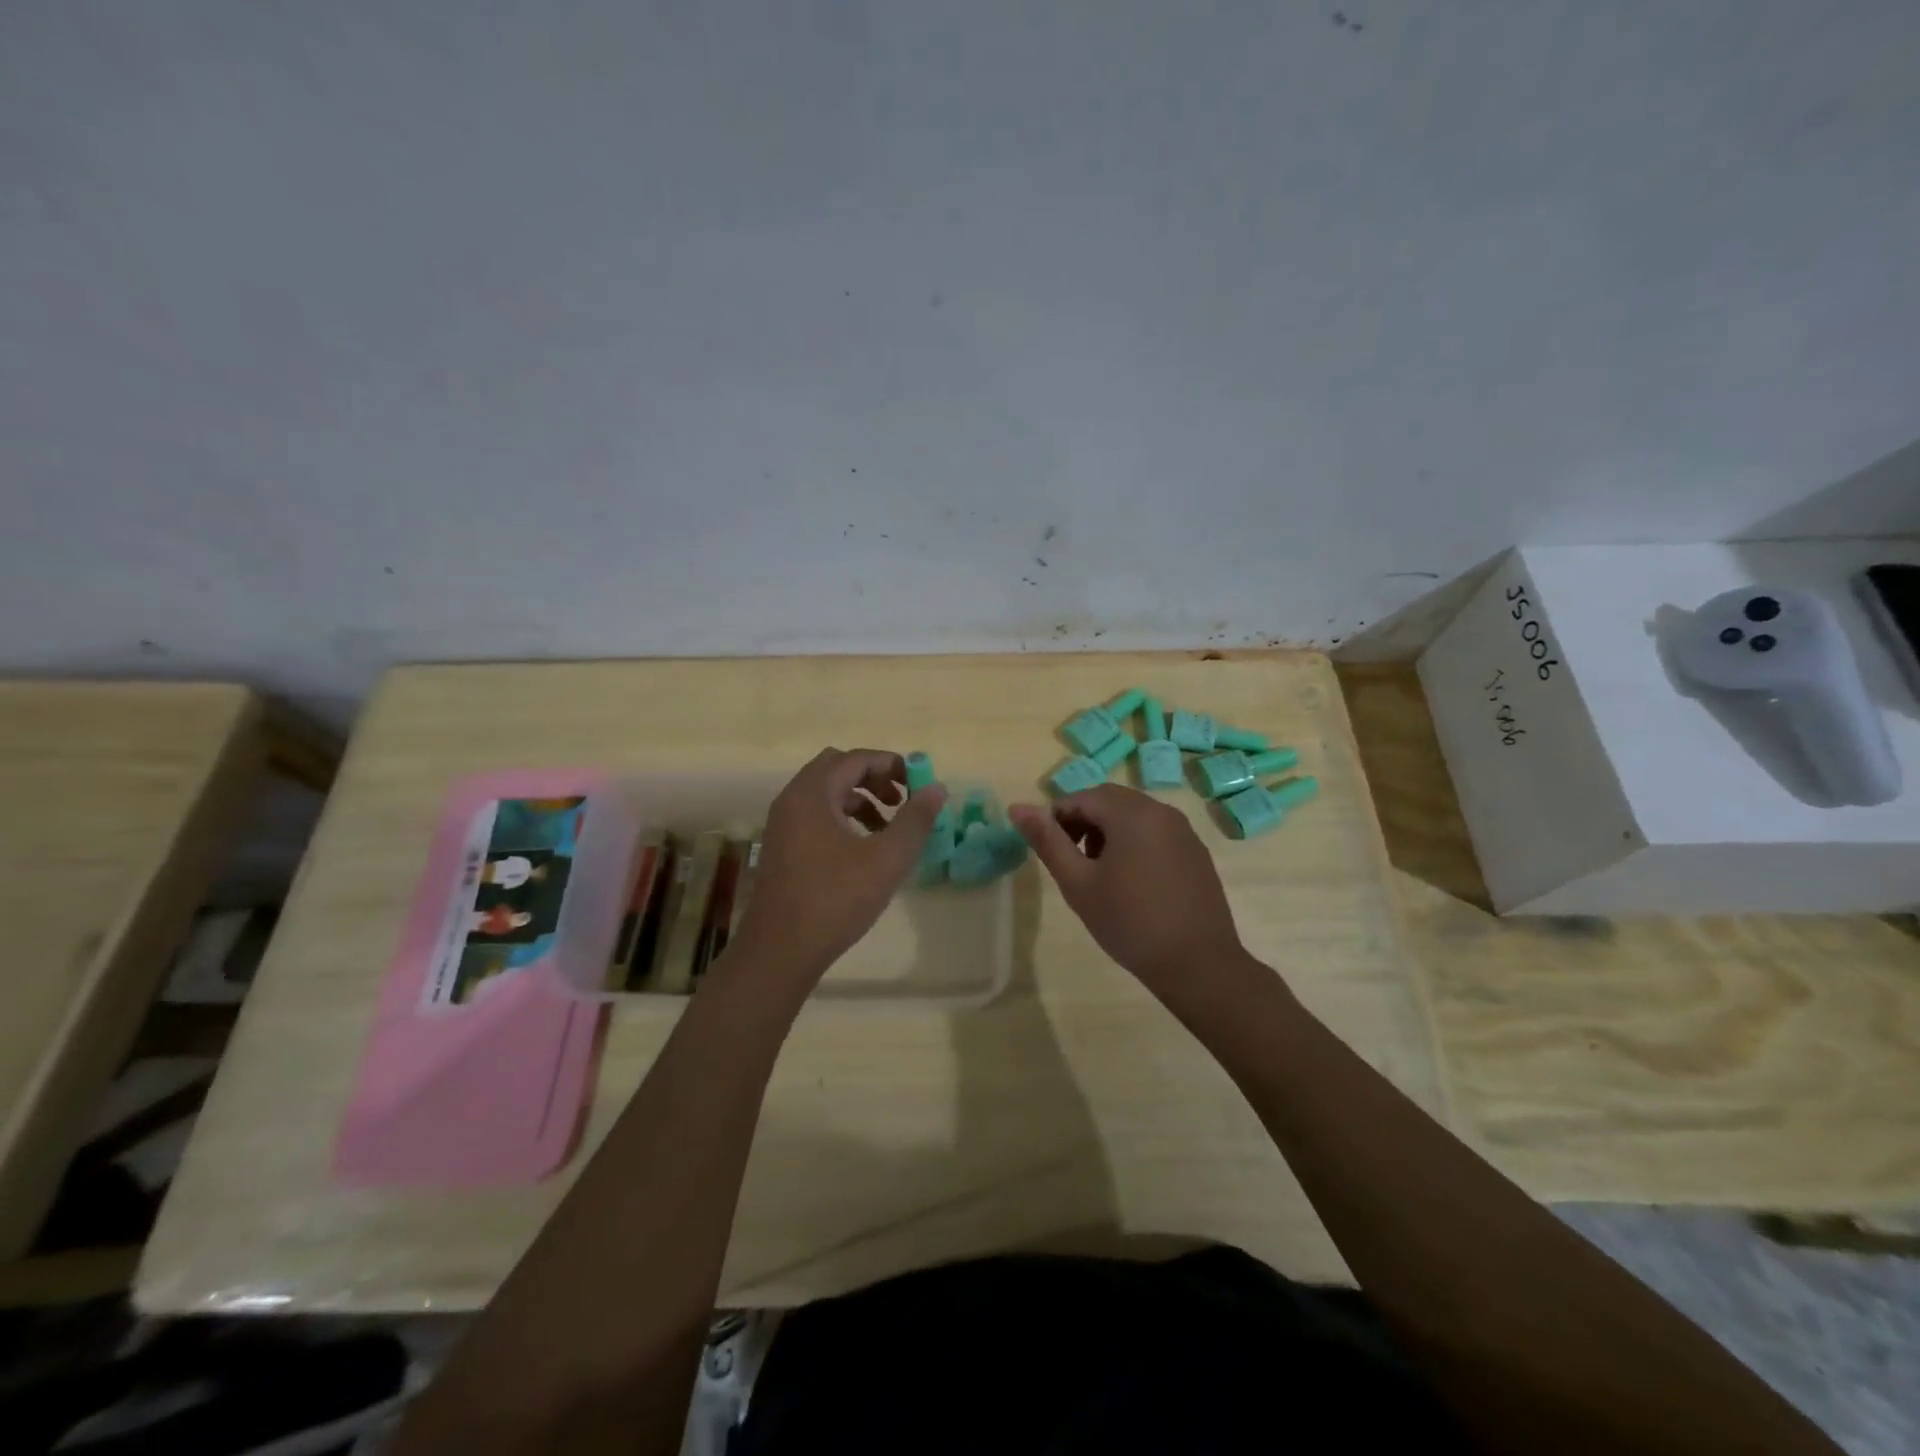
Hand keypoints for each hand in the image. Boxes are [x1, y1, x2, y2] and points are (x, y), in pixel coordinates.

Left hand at [730, 748, 947, 985]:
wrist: (780, 950)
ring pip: (826, 794)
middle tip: (901, 800)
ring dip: (859, 800)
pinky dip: (842, 819)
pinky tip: (862, 850)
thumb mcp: (887, 859)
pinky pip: (815, 815)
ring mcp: (782, 824)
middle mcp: (792, 799)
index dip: (891, 765)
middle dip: (874, 779)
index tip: (918, 783)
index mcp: (812, 793)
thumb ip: (915, 819)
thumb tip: (937, 788)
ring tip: (888, 829)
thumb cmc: (836, 899)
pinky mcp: (781, 847)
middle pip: (837, 769)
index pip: (855, 759)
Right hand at [1009, 785, 1243, 991]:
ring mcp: (1184, 831)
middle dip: (1083, 822)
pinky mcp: (1196, 852)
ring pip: (1134, 815)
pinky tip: (1132, 883)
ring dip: (1108, 832)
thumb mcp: (1078, 883)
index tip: (1049, 852)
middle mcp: (1161, 811)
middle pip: (1110, 801)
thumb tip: (1017, 807)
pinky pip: (1156, 832)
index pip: (1082, 797)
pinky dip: (1135, 843)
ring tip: (1098, 873)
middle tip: (1071, 862)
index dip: (1057, 819)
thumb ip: (1047, 841)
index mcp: (1131, 813)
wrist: (1197, 964)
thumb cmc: (1129, 922)